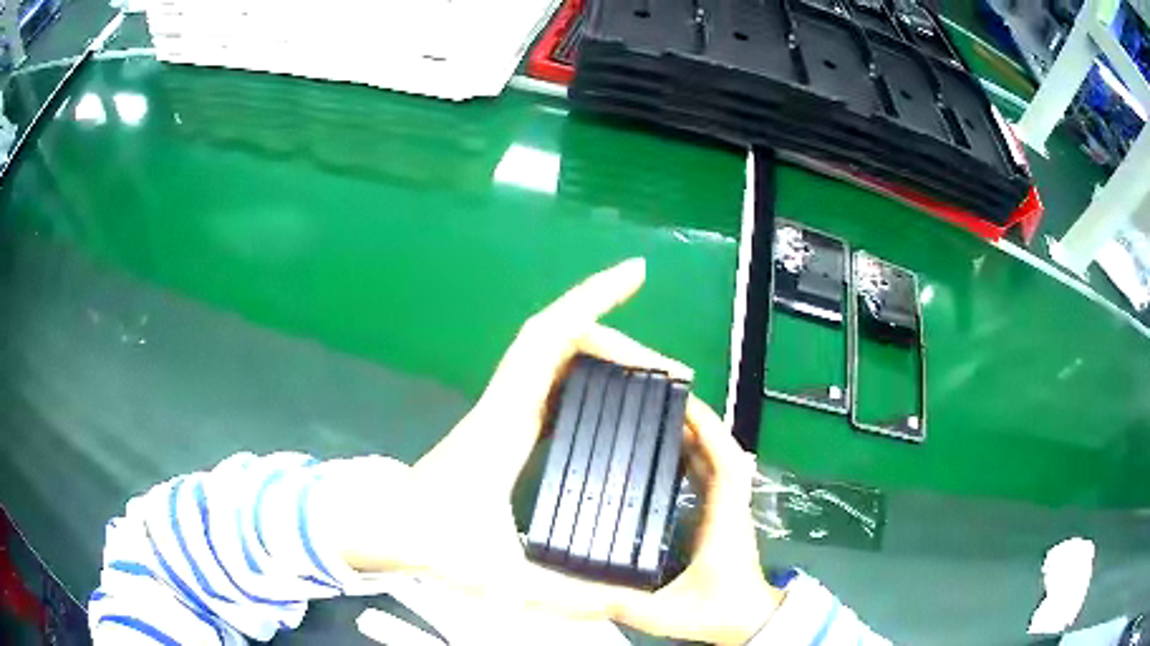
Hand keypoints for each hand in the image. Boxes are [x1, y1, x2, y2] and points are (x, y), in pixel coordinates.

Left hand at [336, 259, 685, 595]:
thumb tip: (617, 602)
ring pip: (555, 356)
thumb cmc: (432, 541)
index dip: (592, 301)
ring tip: (656, 378)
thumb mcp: (500, 575)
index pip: (549, 339)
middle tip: (674, 372)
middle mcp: (507, 402)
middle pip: (562, 339)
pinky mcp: (505, 424)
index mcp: (507, 420)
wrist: (387, 527)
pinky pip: (549, 379)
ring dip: (605, 351)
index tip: (634, 275)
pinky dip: (584, 370)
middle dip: (621, 338)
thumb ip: (559, 595)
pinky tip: (612, 392)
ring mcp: (504, 409)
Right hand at [609, 395, 784, 644]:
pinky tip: (674, 456)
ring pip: (720, 462)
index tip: (683, 403)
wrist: (750, 623)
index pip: (725, 461)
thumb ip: (619, 604)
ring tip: (664, 421)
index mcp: (723, 519)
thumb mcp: (664, 613)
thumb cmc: (716, 613)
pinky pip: (715, 477)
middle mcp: (730, 507)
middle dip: (699, 423)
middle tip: (663, 404)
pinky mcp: (725, 519)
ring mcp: (730, 512)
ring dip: (699, 438)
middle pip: (722, 452)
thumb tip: (574, 593)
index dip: (708, 428)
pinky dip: (699, 458)